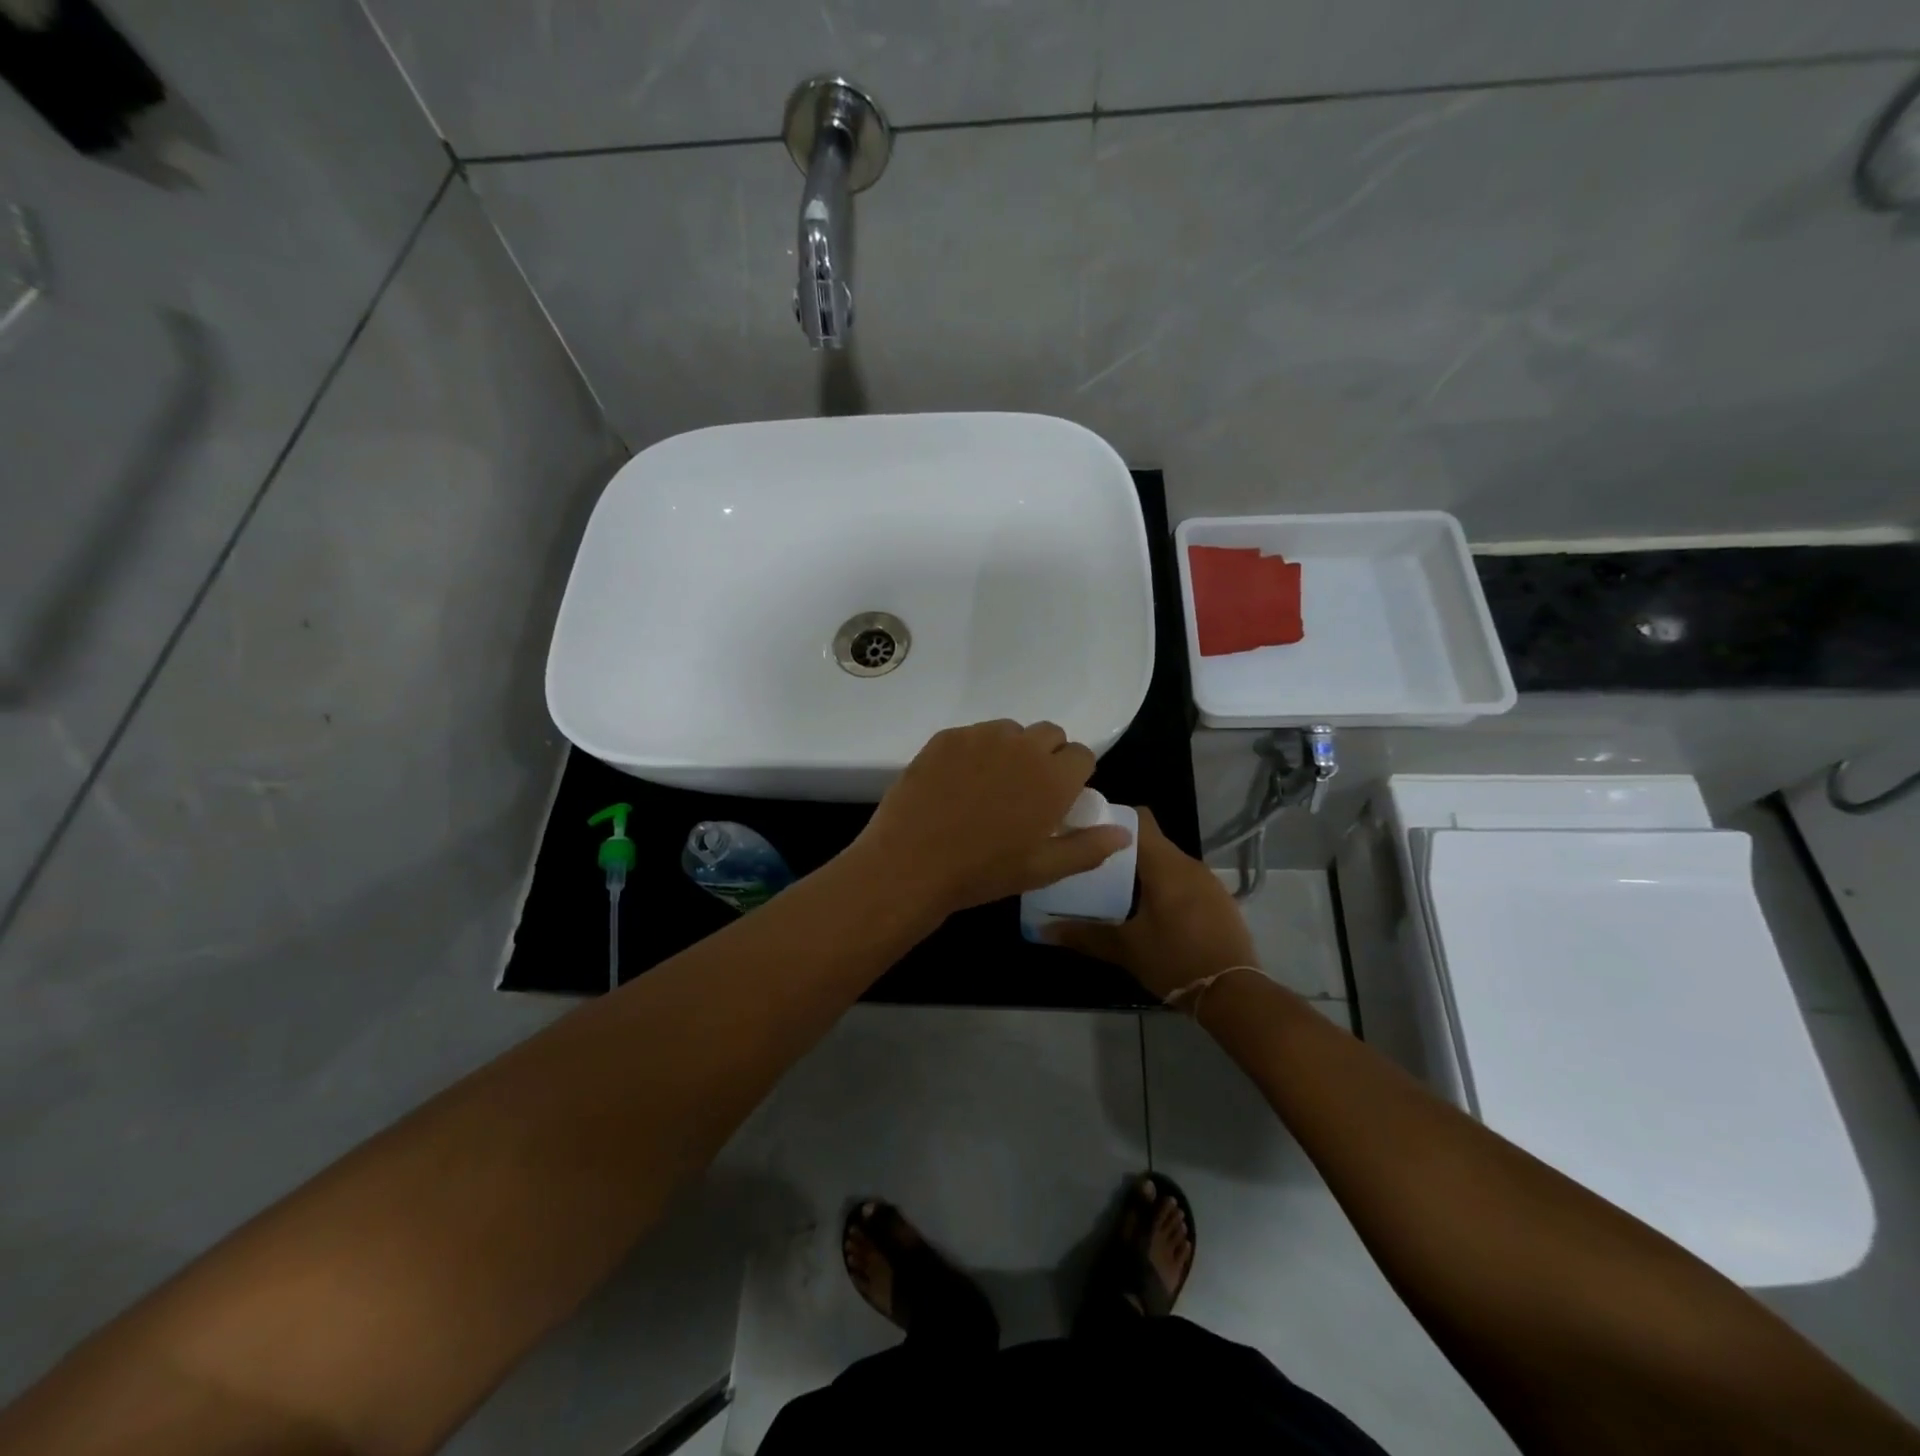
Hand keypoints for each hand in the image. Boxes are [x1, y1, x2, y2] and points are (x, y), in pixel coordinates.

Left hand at [851, 720, 1133, 917]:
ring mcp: (980, 737)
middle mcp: (1022, 747)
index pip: (1082, 755)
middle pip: (1050, 734)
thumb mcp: (1042, 869)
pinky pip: (974, 734)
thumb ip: (1089, 847)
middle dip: (1046, 756)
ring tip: (990, 786)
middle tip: (1026, 791)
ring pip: (1011, 731)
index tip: (1058, 798)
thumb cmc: (983, 871)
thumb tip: (1124, 832)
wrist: (911, 863)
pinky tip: (958, 783)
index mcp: (1052, 778)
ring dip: (1011, 750)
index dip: (1073, 775)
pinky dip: (975, 751)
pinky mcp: (946, 737)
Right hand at [1042, 809, 1255, 1000]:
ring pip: (1168, 863)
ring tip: (1116, 891)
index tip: (1087, 833)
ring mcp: (1209, 882)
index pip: (1138, 819)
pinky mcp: (1219, 902)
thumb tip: (1042, 930)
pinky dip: (1165, 888)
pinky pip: (1185, 882)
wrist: (1234, 994)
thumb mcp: (1124, 948)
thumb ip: (1084, 934)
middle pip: (1151, 842)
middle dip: (1122, 852)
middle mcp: (1189, 864)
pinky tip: (1150, 914)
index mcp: (1165, 865)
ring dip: (1144, 872)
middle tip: (1092, 868)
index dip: (1112, 819)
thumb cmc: (1174, 959)